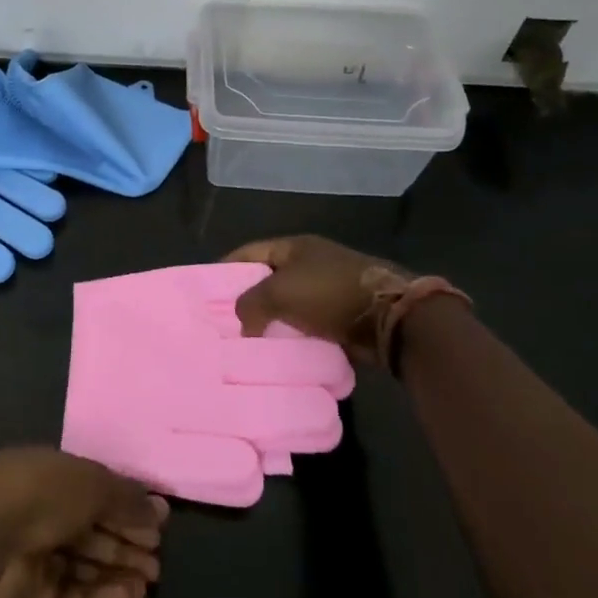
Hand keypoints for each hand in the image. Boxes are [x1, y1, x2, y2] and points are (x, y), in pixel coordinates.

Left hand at [0, 448, 168, 597]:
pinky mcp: (28, 596)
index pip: (98, 491)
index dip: (129, 507)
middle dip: (127, 543)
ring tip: (151, 582)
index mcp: (56, 475)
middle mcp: (45, 512)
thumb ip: (127, 499)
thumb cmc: (44, 493)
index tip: (159, 526)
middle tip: (159, 560)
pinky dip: (100, 597)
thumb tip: (158, 510)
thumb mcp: (94, 483)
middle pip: (93, 530)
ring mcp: (35, 555)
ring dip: (117, 571)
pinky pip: (70, 596)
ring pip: (84, 565)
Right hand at [223, 234, 415, 369]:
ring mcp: (328, 287)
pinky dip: (293, 335)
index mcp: (294, 247)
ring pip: (288, 304)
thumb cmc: (329, 293)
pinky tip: (277, 351)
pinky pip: (307, 324)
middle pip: (268, 278)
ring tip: (247, 340)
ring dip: (271, 321)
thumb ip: (251, 302)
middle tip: (224, 320)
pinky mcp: (342, 314)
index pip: (250, 251)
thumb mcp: (280, 292)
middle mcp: (310, 262)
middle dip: (247, 298)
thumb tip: (243, 321)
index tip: (206, 288)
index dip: (227, 267)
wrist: (390, 317)